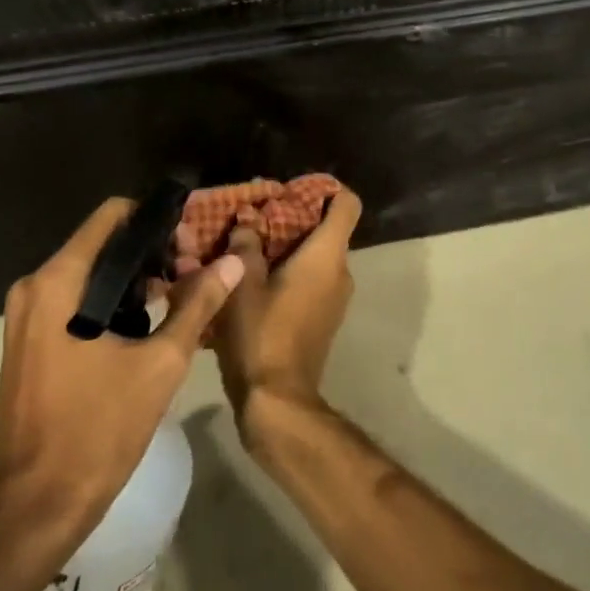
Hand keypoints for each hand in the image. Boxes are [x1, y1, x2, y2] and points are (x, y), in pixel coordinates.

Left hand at [0, 198, 245, 565]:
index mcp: (60, 281)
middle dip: (153, 252)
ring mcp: (27, 316)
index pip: (112, 215)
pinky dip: (114, 301)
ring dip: (137, 278)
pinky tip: (149, 325)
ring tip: (181, 300)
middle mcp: (36, 287)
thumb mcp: (161, 363)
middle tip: (194, 276)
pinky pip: (77, 299)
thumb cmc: (98, 430)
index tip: (192, 242)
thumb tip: (233, 262)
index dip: (157, 219)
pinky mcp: (30, 340)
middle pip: (104, 242)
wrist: (35, 509)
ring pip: (92, 272)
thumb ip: (198, 303)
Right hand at [204, 189, 362, 454]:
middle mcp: (340, 271)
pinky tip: (251, 280)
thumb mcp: (243, 285)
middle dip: (291, 218)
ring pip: (315, 256)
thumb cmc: (261, 334)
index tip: (291, 190)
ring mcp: (335, 297)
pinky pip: (311, 280)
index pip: (346, 204)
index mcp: (327, 255)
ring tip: (244, 248)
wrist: (277, 400)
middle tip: (253, 217)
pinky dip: (287, 272)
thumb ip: (245, 246)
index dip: (325, 189)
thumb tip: (248, 220)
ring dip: (285, 248)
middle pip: (326, 228)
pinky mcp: (323, 318)